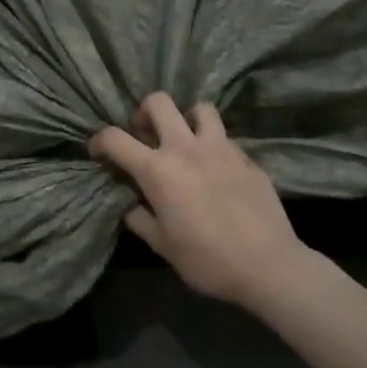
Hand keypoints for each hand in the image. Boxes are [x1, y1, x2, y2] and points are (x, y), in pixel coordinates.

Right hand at [89, 93, 313, 311]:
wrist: (268, 265)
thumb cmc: (207, 259)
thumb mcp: (162, 245)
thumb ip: (141, 220)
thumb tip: (133, 207)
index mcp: (158, 171)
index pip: (116, 138)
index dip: (99, 141)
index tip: (98, 152)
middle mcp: (187, 149)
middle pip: (159, 102)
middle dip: (144, 112)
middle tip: (144, 135)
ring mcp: (222, 149)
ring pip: (200, 108)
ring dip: (186, 118)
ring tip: (184, 141)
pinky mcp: (248, 158)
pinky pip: (225, 137)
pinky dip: (213, 144)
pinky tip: (214, 168)